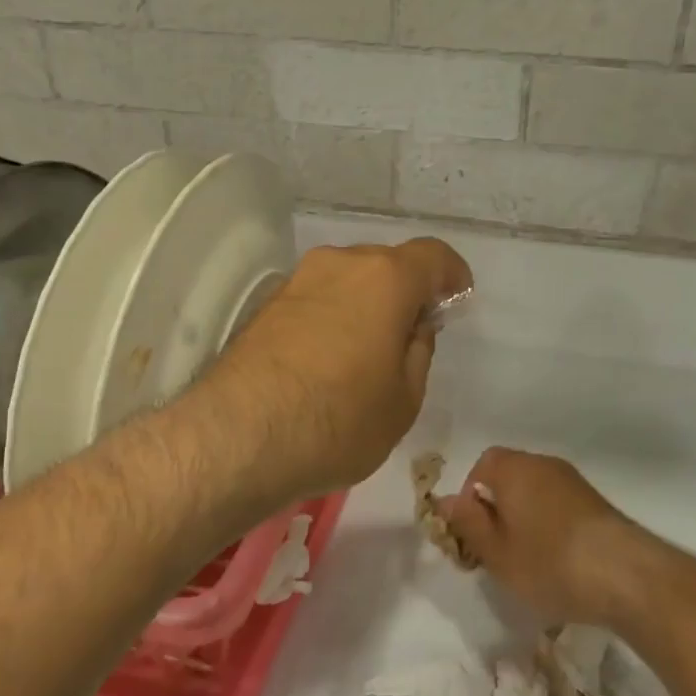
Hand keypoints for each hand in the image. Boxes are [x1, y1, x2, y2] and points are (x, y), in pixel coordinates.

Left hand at [202, 238, 471, 505]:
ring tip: (367, 355)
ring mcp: (296, 282)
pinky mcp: (265, 307)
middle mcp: (339, 265)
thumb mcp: (404, 399)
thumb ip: (418, 352)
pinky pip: (316, 301)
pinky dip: (332, 319)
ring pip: (347, 282)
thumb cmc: (339, 420)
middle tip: (411, 337)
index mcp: (385, 279)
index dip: (452, 275)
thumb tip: (412, 327)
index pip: (432, 256)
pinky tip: (329, 362)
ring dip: (365, 307)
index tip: (457, 299)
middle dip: (405, 294)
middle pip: (385, 266)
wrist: (239, 438)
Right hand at [437, 448, 653, 629]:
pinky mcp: (596, 503)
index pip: (482, 465)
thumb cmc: (549, 563)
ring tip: (526, 560)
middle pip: (509, 476)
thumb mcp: (496, 552)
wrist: (626, 575)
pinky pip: (558, 505)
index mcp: (514, 468)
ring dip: (524, 518)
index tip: (473, 533)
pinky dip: (549, 525)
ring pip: (535, 492)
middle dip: (497, 509)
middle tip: (495, 550)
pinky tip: (557, 560)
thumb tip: (444, 499)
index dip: (470, 496)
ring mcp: (574, 482)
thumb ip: (467, 522)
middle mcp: (544, 464)